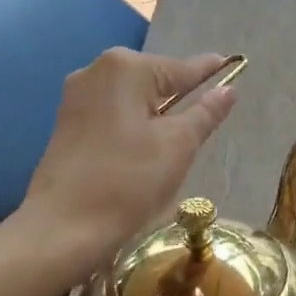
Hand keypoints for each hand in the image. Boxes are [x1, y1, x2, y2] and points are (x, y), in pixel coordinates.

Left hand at [18, 49, 236, 280]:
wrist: (64, 228)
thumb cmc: (129, 182)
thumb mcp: (179, 145)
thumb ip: (206, 112)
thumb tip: (228, 89)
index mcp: (126, 68)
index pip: (181, 69)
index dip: (209, 74)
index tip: (232, 66)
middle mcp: (96, 70)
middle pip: (155, 81)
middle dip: (180, 99)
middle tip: (201, 128)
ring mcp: (76, 97)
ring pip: (133, 99)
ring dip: (156, 115)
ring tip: (173, 146)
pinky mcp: (66, 122)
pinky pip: (113, 114)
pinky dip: (133, 125)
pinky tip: (141, 152)